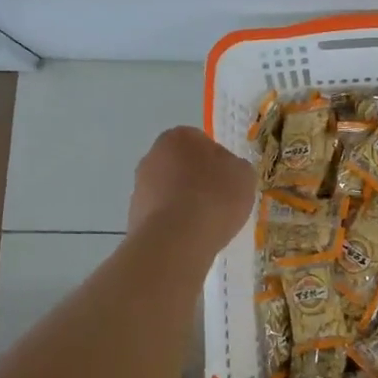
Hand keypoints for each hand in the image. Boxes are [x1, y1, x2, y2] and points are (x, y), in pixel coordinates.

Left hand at [128, 127, 256, 260]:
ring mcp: (140, 186)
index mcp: (179, 137)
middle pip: (182, 166)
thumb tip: (226, 172)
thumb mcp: (244, 175)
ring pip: (170, 191)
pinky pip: (162, 215)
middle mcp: (153, 155)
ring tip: (205, 224)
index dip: (218, 162)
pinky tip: (189, 236)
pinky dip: (174, 223)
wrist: (175, 241)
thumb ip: (235, 167)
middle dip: (198, 180)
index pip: (202, 142)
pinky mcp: (134, 216)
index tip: (229, 181)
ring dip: (184, 202)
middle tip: (218, 201)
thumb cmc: (214, 197)